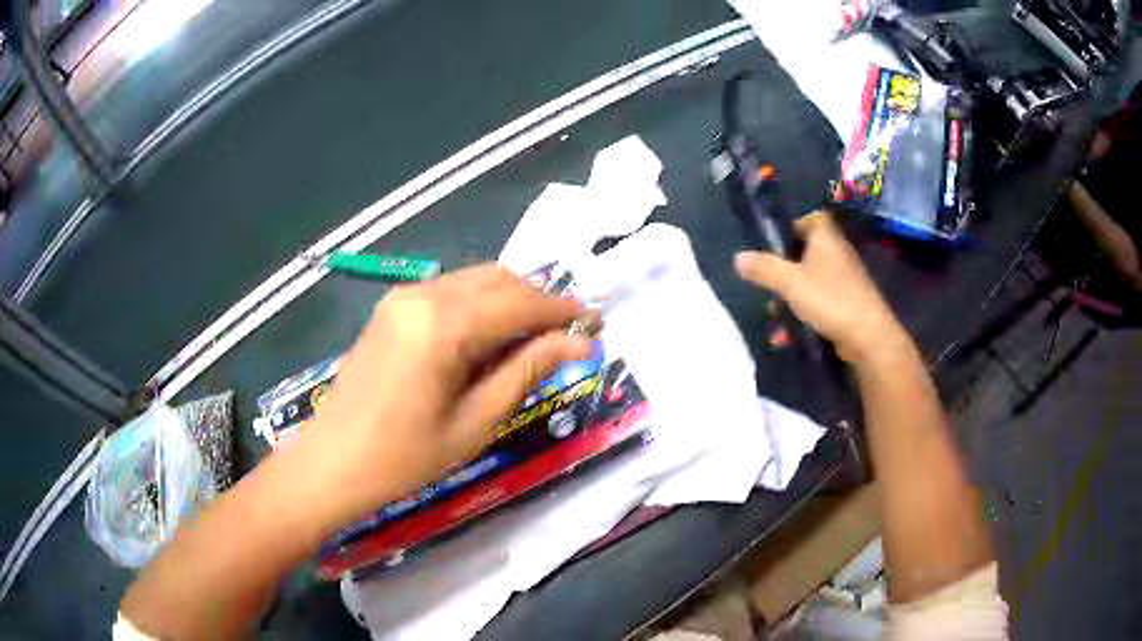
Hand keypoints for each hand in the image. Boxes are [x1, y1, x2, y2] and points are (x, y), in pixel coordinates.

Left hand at [306, 264, 593, 518]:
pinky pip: (451, 292)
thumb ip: (526, 371)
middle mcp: (423, 294)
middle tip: (570, 334)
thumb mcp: (475, 422)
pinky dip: (482, 306)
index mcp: (443, 325)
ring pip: (476, 281)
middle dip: (540, 301)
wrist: (333, 461)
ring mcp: (404, 296)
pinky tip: (492, 338)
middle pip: (500, 279)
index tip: (597, 323)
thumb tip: (579, 344)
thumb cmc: (405, 457)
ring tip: (537, 338)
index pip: (520, 303)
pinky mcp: (393, 306)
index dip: (563, 311)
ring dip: (512, 301)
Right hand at [734, 211, 906, 364]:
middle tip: (768, 278)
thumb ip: (764, 269)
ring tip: (775, 309)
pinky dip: (807, 308)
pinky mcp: (848, 301)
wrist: (868, 336)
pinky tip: (792, 327)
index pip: (810, 218)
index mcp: (826, 238)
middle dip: (786, 265)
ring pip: (813, 277)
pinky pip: (821, 298)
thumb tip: (738, 257)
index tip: (773, 243)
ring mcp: (845, 278)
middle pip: (808, 250)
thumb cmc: (830, 299)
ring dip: (793, 291)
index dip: (791, 226)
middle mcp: (838, 252)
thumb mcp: (790, 283)